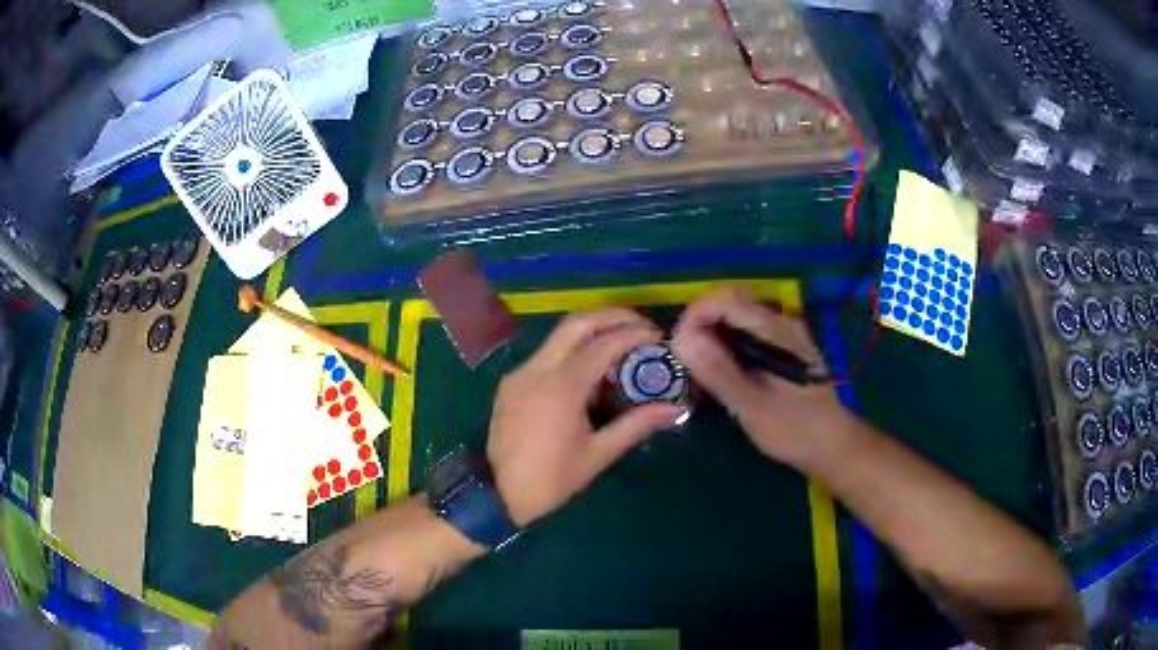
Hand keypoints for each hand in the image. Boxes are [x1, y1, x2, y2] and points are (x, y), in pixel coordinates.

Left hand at [488, 309, 686, 526]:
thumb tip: (675, 409)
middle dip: (611, 316)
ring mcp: (520, 373)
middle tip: (640, 324)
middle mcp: (537, 369)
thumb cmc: (552, 479)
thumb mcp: (598, 454)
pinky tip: (590, 369)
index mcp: (561, 388)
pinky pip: (546, 354)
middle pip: (576, 323)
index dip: (633, 334)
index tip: (657, 335)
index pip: (603, 344)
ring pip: (558, 335)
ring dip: (591, 330)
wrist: (498, 494)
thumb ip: (637, 425)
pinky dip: (572, 349)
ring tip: (621, 342)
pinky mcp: (511, 382)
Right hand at [670, 287, 850, 465]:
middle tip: (685, 364)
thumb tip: (680, 338)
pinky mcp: (782, 348)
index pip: (723, 300)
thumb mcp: (751, 406)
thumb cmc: (794, 429)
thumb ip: (718, 371)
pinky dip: (726, 348)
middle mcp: (779, 322)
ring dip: (711, 339)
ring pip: (735, 320)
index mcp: (774, 330)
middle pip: (728, 305)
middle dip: (699, 328)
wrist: (833, 444)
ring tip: (699, 373)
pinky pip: (745, 334)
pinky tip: (722, 376)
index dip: (693, 316)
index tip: (678, 348)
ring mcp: (783, 334)